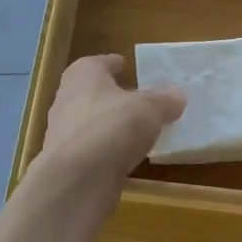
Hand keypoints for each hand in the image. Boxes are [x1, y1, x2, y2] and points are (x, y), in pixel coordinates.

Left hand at [37, 54, 185, 186]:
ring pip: (92, 122)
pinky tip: (126, 157)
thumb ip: (164, 100)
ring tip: (138, 132)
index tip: (130, 68)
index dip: (117, 65)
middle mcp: (67, 97)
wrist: (77, 178)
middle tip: (141, 102)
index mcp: (83, 74)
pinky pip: (93, 149)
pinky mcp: (67, 161)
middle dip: (114, 97)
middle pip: (95, 92)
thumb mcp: (149, 109)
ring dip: (111, 125)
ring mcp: (63, 131)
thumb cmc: (112, 127)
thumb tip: (177, 95)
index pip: (101, 63)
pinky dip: (107, 150)